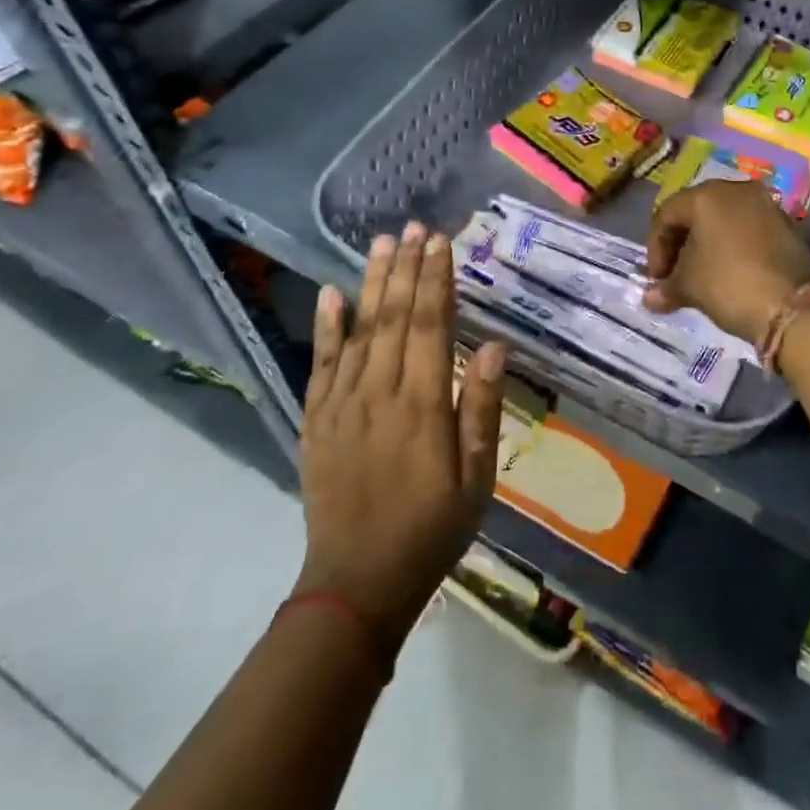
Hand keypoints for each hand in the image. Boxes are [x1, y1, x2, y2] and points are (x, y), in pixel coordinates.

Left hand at [298, 223, 506, 651]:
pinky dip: (326, 327)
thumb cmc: (433, 529)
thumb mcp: (476, 478)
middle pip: (394, 317)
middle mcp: (378, 394)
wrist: (357, 582)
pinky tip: (331, 294)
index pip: (431, 326)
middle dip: (407, 268)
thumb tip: (494, 347)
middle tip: (415, 227)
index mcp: (422, 406)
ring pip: (359, 331)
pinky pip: (320, 364)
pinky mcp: (316, 421)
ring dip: (372, 283)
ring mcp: (341, 405)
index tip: (442, 242)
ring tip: (382, 242)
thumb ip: (481, 409)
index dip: (437, 280)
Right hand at [644, 179, 809, 343]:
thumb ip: (666, 287)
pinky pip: (748, 229)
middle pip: (696, 212)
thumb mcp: (690, 286)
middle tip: (674, 274)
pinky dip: (732, 246)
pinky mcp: (786, 224)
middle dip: (681, 244)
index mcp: (707, 195)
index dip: (655, 248)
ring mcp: (766, 204)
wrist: (793, 307)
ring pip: (724, 219)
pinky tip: (729, 272)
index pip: (667, 215)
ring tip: (700, 276)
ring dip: (707, 245)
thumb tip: (650, 297)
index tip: (656, 279)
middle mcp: (737, 190)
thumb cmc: (730, 285)